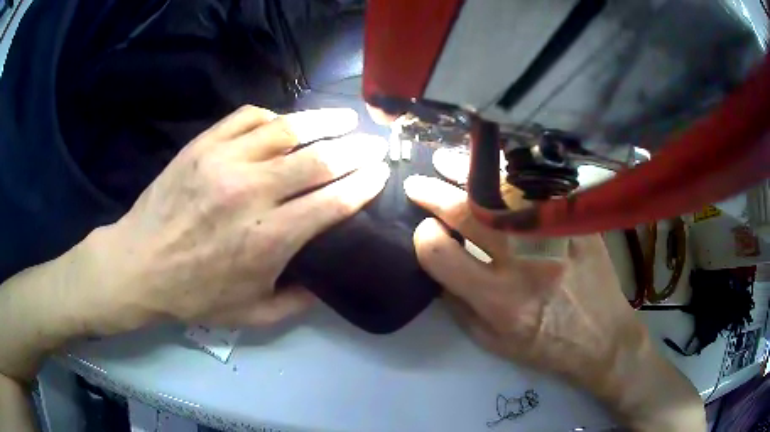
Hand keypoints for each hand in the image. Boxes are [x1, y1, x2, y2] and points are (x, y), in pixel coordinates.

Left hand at [85, 106, 388, 332]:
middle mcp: (252, 192)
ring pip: (287, 130)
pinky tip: (285, 122)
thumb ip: (298, 302)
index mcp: (270, 239)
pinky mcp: (203, 146)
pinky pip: (248, 118)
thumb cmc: (194, 295)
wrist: (139, 265)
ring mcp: (225, 162)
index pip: (333, 201)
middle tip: (373, 143)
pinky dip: (274, 117)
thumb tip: (328, 282)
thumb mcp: (252, 316)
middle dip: (355, 149)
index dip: (364, 184)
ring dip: (323, 122)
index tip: (381, 173)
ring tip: (345, 118)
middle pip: (319, 159)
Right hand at [404, 175, 704, 430]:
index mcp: (498, 300)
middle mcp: (524, 265)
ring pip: (504, 193)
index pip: (440, 254)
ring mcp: (556, 239)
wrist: (602, 339)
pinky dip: (513, 179)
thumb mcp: (493, 342)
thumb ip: (459, 306)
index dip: (424, 238)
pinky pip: (540, 191)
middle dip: (434, 194)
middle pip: (468, 214)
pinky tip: (499, 173)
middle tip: (418, 185)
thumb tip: (438, 267)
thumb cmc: (546, 347)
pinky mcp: (578, 225)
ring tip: (449, 165)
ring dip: (469, 176)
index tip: (425, 232)